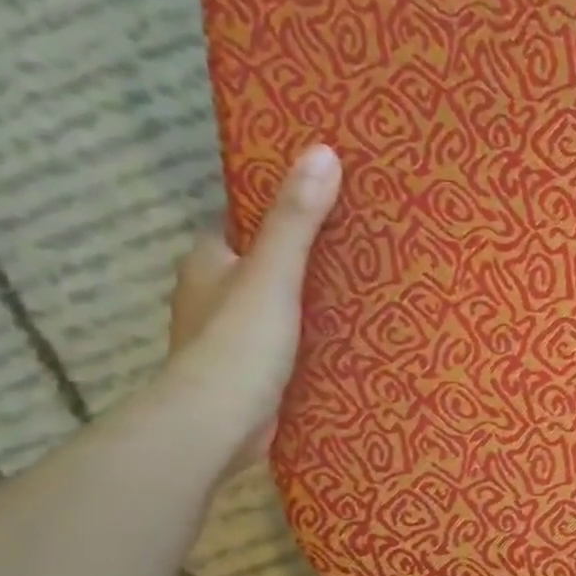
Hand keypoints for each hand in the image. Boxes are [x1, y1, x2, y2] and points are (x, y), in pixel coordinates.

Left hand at [160, 143, 342, 477]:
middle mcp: (213, 295)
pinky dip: (312, 335)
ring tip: (367, 288)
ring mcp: (232, 336)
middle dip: (304, 257)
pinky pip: (289, 340)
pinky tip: (349, 336)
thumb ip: (297, 219)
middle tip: (361, 245)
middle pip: (265, 264)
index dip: (280, 211)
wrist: (216, 424)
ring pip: (278, 305)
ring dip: (311, 299)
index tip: (327, 202)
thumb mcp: (274, 272)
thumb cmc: (239, 341)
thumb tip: (322, 151)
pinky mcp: (253, 372)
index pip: (244, 223)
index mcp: (208, 262)